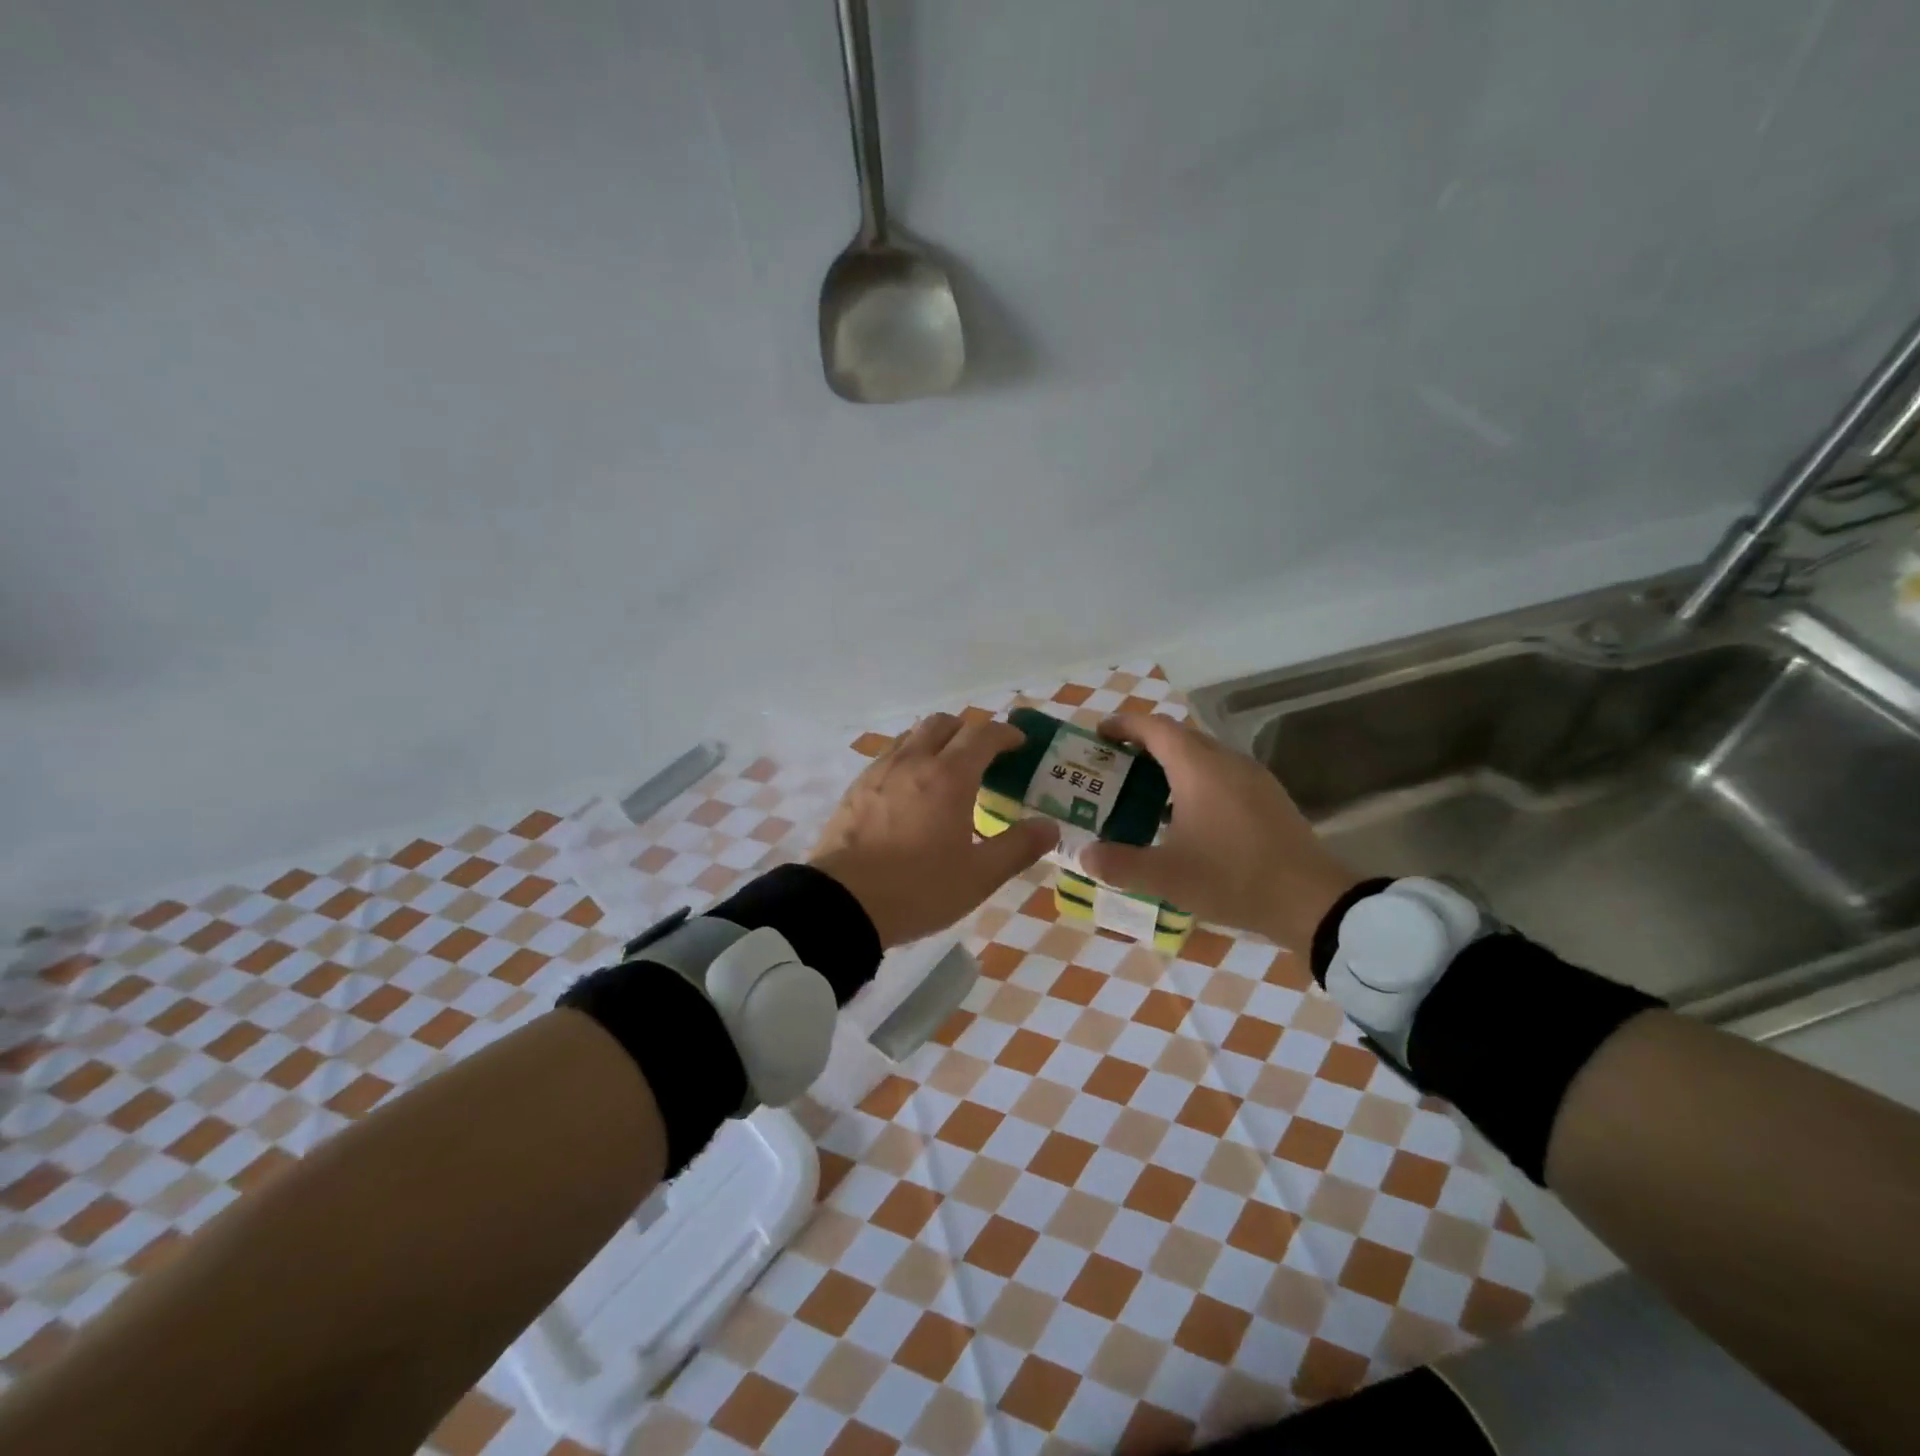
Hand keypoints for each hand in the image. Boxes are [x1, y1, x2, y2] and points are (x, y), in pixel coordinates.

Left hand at [811, 713, 1058, 947]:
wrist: (842, 903)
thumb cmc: (918, 889)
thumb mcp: (978, 877)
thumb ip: (1018, 847)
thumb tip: (1050, 826)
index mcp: (949, 776)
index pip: (983, 734)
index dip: (1005, 733)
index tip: (1018, 745)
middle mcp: (913, 761)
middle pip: (944, 723)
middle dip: (969, 730)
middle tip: (984, 756)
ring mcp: (879, 771)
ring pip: (912, 735)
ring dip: (936, 740)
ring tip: (947, 769)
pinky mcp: (856, 787)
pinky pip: (889, 755)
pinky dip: (909, 757)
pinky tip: (910, 790)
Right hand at [1079, 714, 1361, 952]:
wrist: (1312, 901)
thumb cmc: (1232, 878)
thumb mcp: (1166, 877)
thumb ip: (1119, 864)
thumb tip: (1084, 855)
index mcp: (1198, 768)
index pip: (1155, 728)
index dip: (1124, 725)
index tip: (1099, 735)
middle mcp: (1226, 761)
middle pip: (1179, 736)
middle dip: (1144, 744)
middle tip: (1115, 766)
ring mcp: (1253, 778)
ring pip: (1204, 755)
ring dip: (1171, 763)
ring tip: (1145, 791)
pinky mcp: (1269, 798)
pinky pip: (1222, 774)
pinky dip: (1195, 780)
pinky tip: (1187, 816)